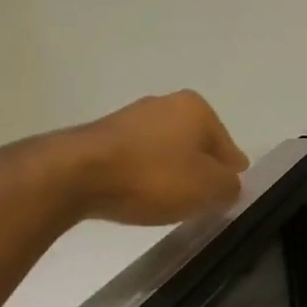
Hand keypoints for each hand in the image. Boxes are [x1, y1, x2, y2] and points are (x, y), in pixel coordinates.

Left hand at [72, 91, 249, 225]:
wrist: (76, 175)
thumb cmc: (154, 176)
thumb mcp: (208, 188)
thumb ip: (230, 187)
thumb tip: (230, 184)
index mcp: (196, 108)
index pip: (227, 146)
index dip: (230, 173)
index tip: (228, 194)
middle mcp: (165, 103)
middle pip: (195, 144)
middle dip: (200, 169)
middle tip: (202, 200)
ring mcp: (130, 117)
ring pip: (165, 150)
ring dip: (170, 172)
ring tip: (169, 202)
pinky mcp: (102, 136)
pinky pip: (137, 159)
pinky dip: (143, 175)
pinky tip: (140, 195)